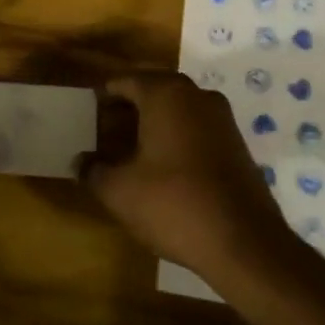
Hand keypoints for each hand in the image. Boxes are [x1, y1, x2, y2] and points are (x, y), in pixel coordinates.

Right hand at [76, 72, 293, 281]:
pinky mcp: (236, 143)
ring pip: (177, 109)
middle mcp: (196, 95)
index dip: (103, 98)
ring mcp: (222, 118)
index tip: (88, 117)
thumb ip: (93, 171)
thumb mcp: (120, 192)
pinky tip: (162, 168)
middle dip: (127, 109)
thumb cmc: (174, 204)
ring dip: (153, 124)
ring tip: (130, 153)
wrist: (244, 242)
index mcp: (165, 94)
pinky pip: (196, 128)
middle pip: (153, 90)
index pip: (125, 81)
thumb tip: (80, 162)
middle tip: (105, 135)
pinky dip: (176, 138)